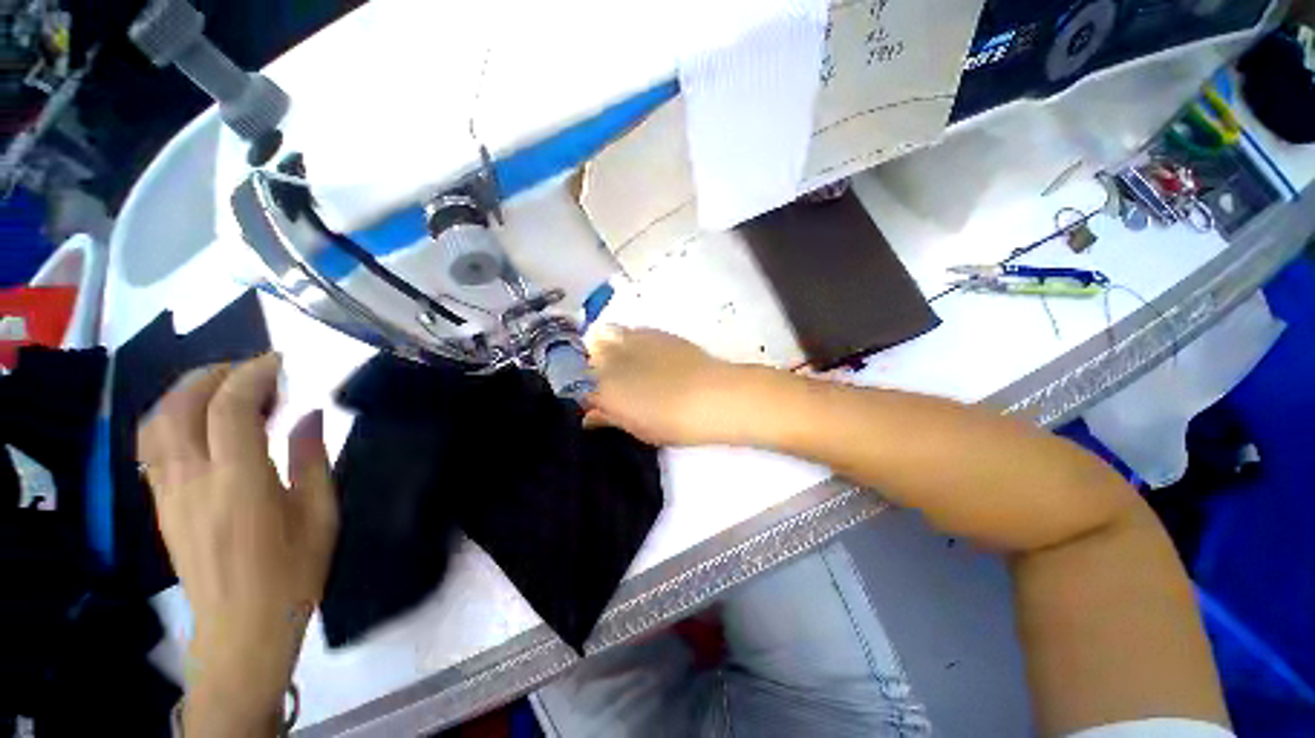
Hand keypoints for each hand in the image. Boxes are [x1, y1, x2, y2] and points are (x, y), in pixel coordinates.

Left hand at [137, 354, 337, 735]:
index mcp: (239, 483)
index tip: (279, 362)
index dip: (252, 375)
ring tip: (223, 387)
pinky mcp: (161, 503)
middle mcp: (193, 480)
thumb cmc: (293, 571)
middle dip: (215, 374)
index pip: (230, 409)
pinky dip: (173, 416)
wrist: (242, 627)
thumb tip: (311, 415)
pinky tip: (201, 421)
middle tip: (252, 369)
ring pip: (157, 421)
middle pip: (182, 406)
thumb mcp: (320, 514)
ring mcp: (169, 491)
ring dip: (187, 391)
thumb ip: (312, 458)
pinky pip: (153, 444)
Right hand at [583, 326, 746, 446]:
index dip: (588, 395)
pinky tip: (645, 354)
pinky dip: (628, 341)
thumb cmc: (673, 423)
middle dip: (593, 369)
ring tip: (627, 365)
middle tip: (613, 383)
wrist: (711, 395)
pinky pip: (629, 332)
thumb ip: (609, 418)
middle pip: (588, 358)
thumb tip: (590, 416)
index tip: (597, 402)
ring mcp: (630, 341)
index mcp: (602, 389)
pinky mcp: (652, 332)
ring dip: (607, 349)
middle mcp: (609, 360)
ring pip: (605, 338)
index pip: (580, 388)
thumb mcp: (637, 428)